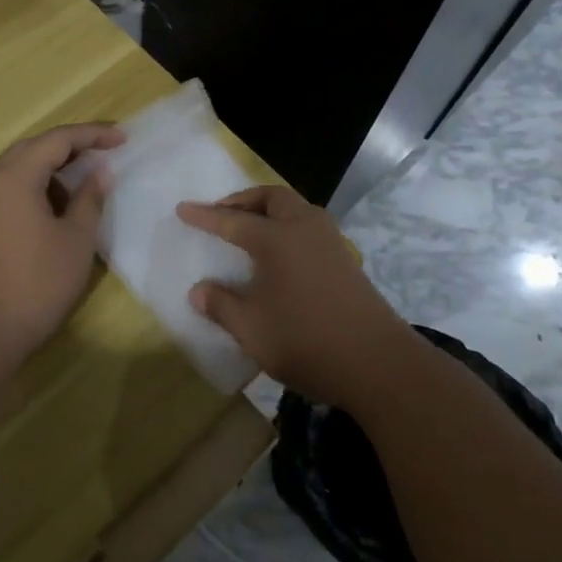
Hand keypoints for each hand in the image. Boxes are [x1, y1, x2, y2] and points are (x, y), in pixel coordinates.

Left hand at [0, 123, 123, 377]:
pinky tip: (55, 213)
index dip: (92, 135)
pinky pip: (8, 193)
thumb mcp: (75, 241)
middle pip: (32, 149)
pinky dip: (35, 190)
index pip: (57, 139)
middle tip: (102, 154)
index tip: (122, 139)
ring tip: (82, 186)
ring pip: (18, 171)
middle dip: (69, 147)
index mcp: (15, 178)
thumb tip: (98, 173)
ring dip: (51, 170)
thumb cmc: (35, 284)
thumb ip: (89, 200)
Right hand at [177, 186, 420, 408]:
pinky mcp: (346, 261)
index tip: (182, 209)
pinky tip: (282, 254)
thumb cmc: (306, 340)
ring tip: (251, 228)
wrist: (378, 363)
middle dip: (244, 200)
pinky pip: (310, 227)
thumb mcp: (252, 328)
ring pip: (296, 209)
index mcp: (277, 239)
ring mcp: (331, 243)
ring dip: (270, 210)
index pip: (232, 221)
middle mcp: (304, 229)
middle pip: (272, 198)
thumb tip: (198, 290)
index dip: (205, 216)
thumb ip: (222, 305)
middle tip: (223, 213)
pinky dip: (288, 227)